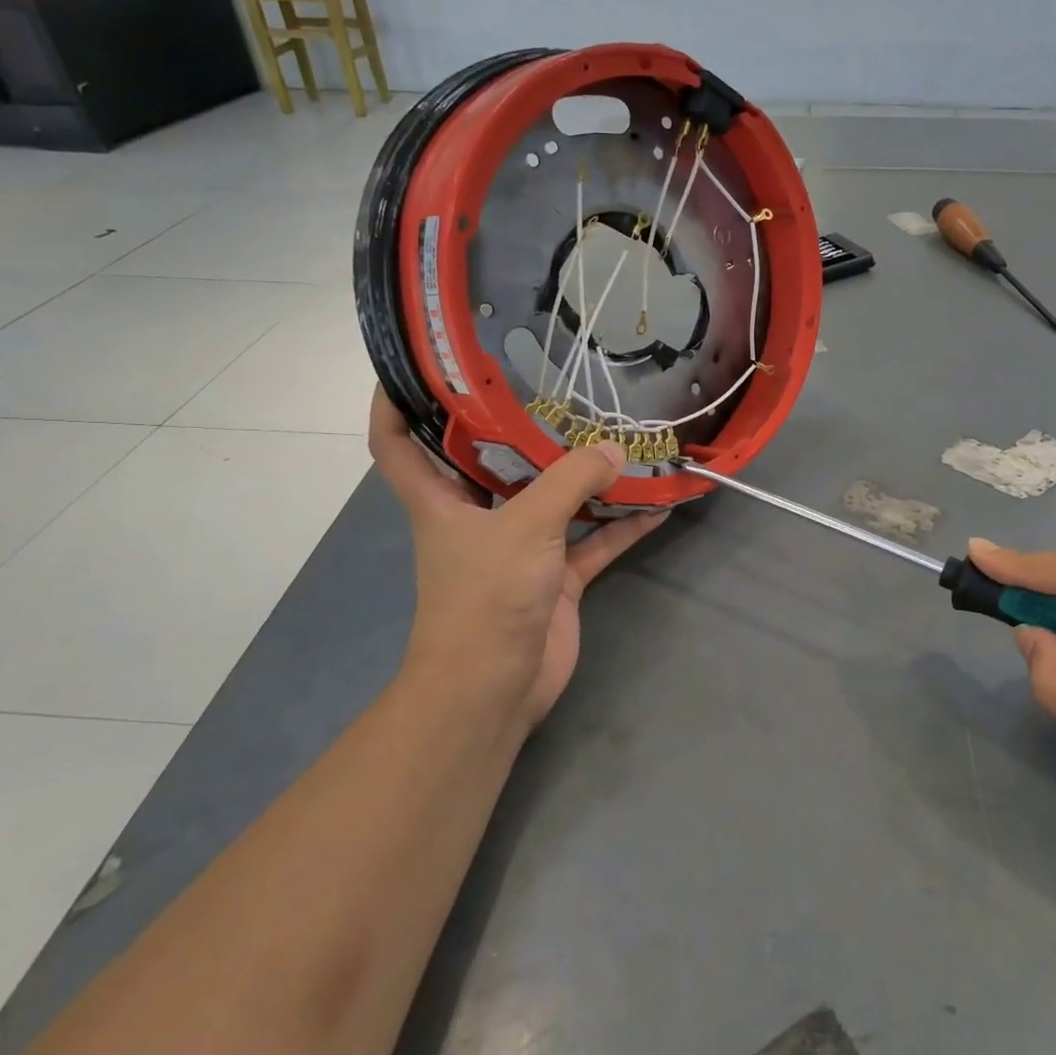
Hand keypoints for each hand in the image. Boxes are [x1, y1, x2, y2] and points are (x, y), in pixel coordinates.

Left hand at [369, 388, 666, 732]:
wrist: (495, 689)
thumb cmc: (486, 597)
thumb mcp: (526, 527)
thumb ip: (572, 482)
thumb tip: (616, 451)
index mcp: (441, 500)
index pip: (396, 442)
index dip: (397, 400)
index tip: (419, 365)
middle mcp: (477, 517)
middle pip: (490, 461)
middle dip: (518, 428)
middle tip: (555, 386)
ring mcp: (520, 548)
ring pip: (554, 500)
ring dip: (586, 478)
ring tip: (622, 439)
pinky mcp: (556, 578)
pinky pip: (593, 541)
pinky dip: (622, 525)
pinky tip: (659, 504)